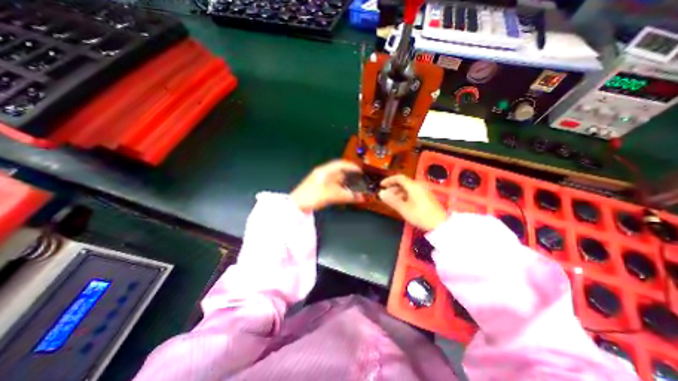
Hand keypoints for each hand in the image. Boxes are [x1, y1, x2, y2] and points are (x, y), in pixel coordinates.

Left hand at [292, 159, 364, 212]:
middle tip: (359, 179)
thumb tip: (360, 197)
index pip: (340, 164)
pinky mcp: (318, 186)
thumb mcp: (331, 195)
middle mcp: (322, 172)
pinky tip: (343, 191)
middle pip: (339, 170)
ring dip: (345, 181)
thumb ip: (347, 195)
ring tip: (353, 186)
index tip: (360, 170)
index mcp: (324, 170)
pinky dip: (339, 186)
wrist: (296, 205)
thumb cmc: (312, 196)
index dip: (351, 166)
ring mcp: (320, 179)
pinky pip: (332, 183)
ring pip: (335, 177)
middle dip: (349, 174)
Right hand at [379, 174, 447, 230]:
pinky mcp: (426, 197)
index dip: (388, 180)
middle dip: (392, 188)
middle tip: (385, 196)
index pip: (398, 178)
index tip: (381, 185)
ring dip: (398, 193)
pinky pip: (412, 192)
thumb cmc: (420, 215)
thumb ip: (391, 200)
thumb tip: (381, 193)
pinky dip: (405, 196)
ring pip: (407, 188)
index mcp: (413, 185)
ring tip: (392, 201)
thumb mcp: (403, 208)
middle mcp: (418, 185)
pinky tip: (401, 204)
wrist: (439, 224)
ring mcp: (423, 191)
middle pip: (403, 183)